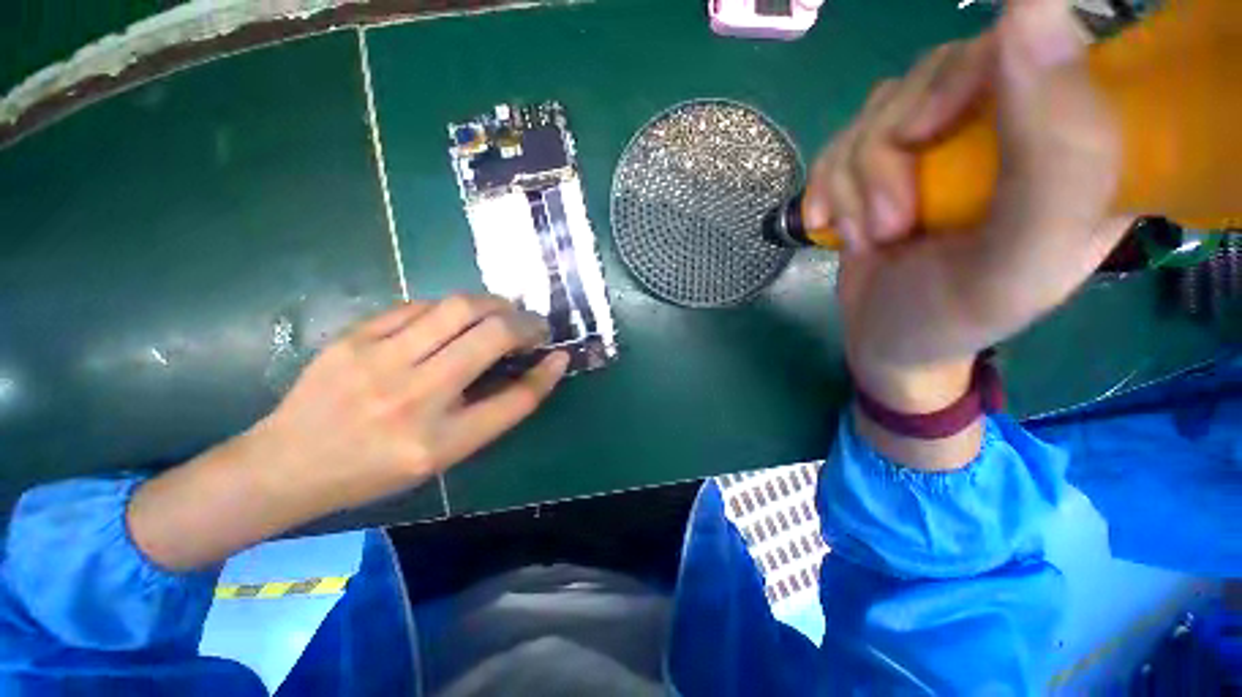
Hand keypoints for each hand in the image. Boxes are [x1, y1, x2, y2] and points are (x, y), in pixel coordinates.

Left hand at [129, 296, 567, 569]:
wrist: (287, 464)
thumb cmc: (374, 470)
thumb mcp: (443, 455)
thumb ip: (491, 412)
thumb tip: (533, 371)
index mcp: (438, 441)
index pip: (515, 399)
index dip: (546, 373)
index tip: (560, 354)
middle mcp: (413, 396)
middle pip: (491, 335)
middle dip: (525, 323)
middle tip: (533, 326)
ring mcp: (378, 359)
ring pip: (458, 307)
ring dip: (494, 304)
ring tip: (503, 313)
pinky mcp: (354, 336)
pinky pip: (419, 305)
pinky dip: (450, 308)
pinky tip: (454, 318)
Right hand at [808, 0, 1131, 466]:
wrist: (884, 341)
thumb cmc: (951, 318)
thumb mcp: (1016, 263)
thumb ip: (1054, 156)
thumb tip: (1031, 5)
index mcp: (1077, 144)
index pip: (1037, 44)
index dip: (967, 76)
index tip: (923, 137)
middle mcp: (1012, 126)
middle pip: (939, 73)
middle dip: (889, 154)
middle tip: (889, 224)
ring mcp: (943, 142)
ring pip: (878, 110)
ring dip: (853, 183)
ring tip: (866, 238)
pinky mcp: (887, 161)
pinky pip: (840, 141)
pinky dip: (825, 185)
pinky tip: (827, 223)